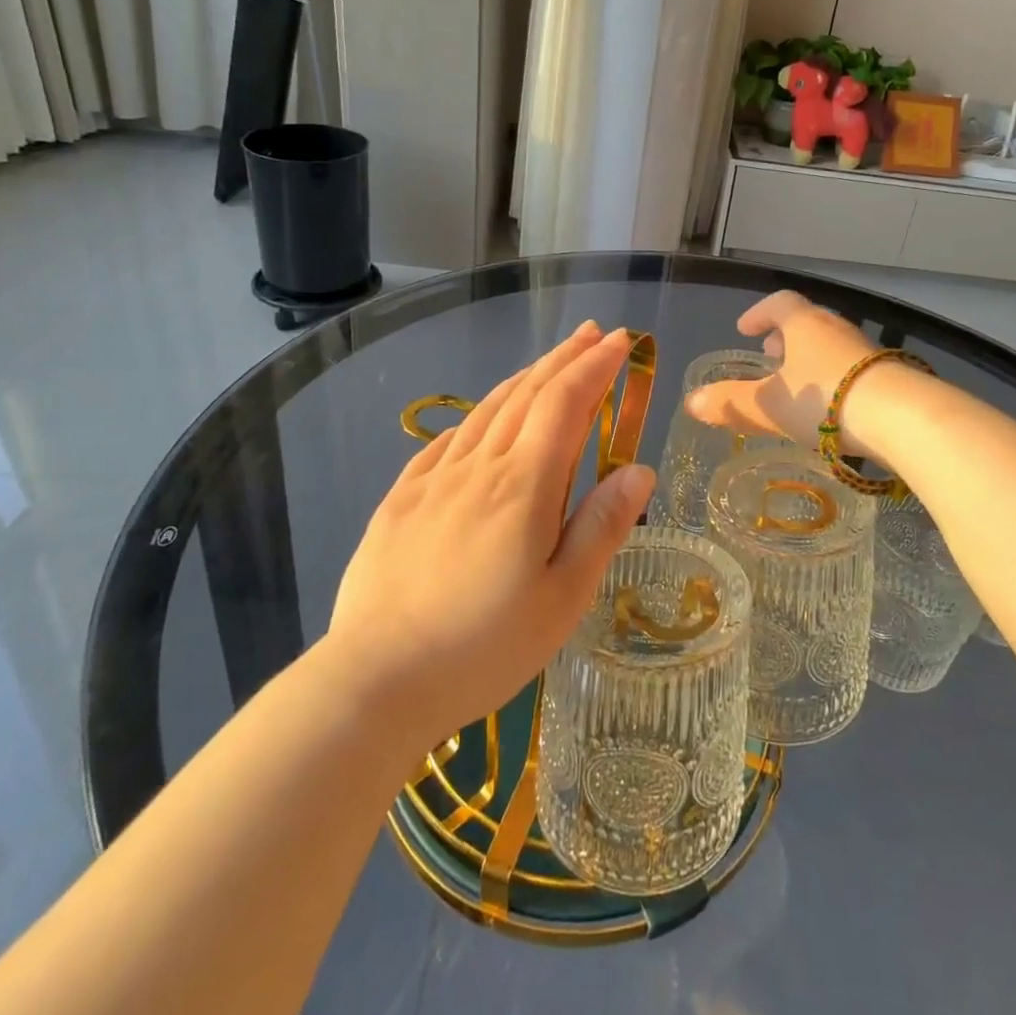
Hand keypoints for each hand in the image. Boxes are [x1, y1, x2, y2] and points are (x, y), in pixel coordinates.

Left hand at [324, 323, 654, 760]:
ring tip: (548, 364)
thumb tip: (639, 469)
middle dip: (564, 359)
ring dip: (523, 378)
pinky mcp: (401, 499)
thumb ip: (602, 526)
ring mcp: (434, 479)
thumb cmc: (484, 646)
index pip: (566, 402)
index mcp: (524, 485)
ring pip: (487, 410)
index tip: (620, 341)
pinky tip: (481, 419)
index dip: (596, 366)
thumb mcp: (563, 598)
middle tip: (591, 333)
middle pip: (527, 393)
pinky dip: (477, 416)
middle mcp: (479, 466)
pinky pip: (447, 440)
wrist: (376, 680)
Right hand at [684, 290, 894, 457]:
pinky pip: (851, 367)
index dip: (758, 314)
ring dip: (810, 357)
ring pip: (831, 345)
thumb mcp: (767, 404)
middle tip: (770, 355)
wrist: (900, 417)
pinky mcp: (888, 374)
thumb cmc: (823, 400)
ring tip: (798, 383)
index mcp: (804, 323)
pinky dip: (833, 377)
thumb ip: (730, 403)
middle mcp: (836, 328)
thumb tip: (691, 402)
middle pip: (807, 321)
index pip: (779, 303)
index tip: (744, 329)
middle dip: (785, 337)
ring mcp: (866, 350)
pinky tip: (830, 406)